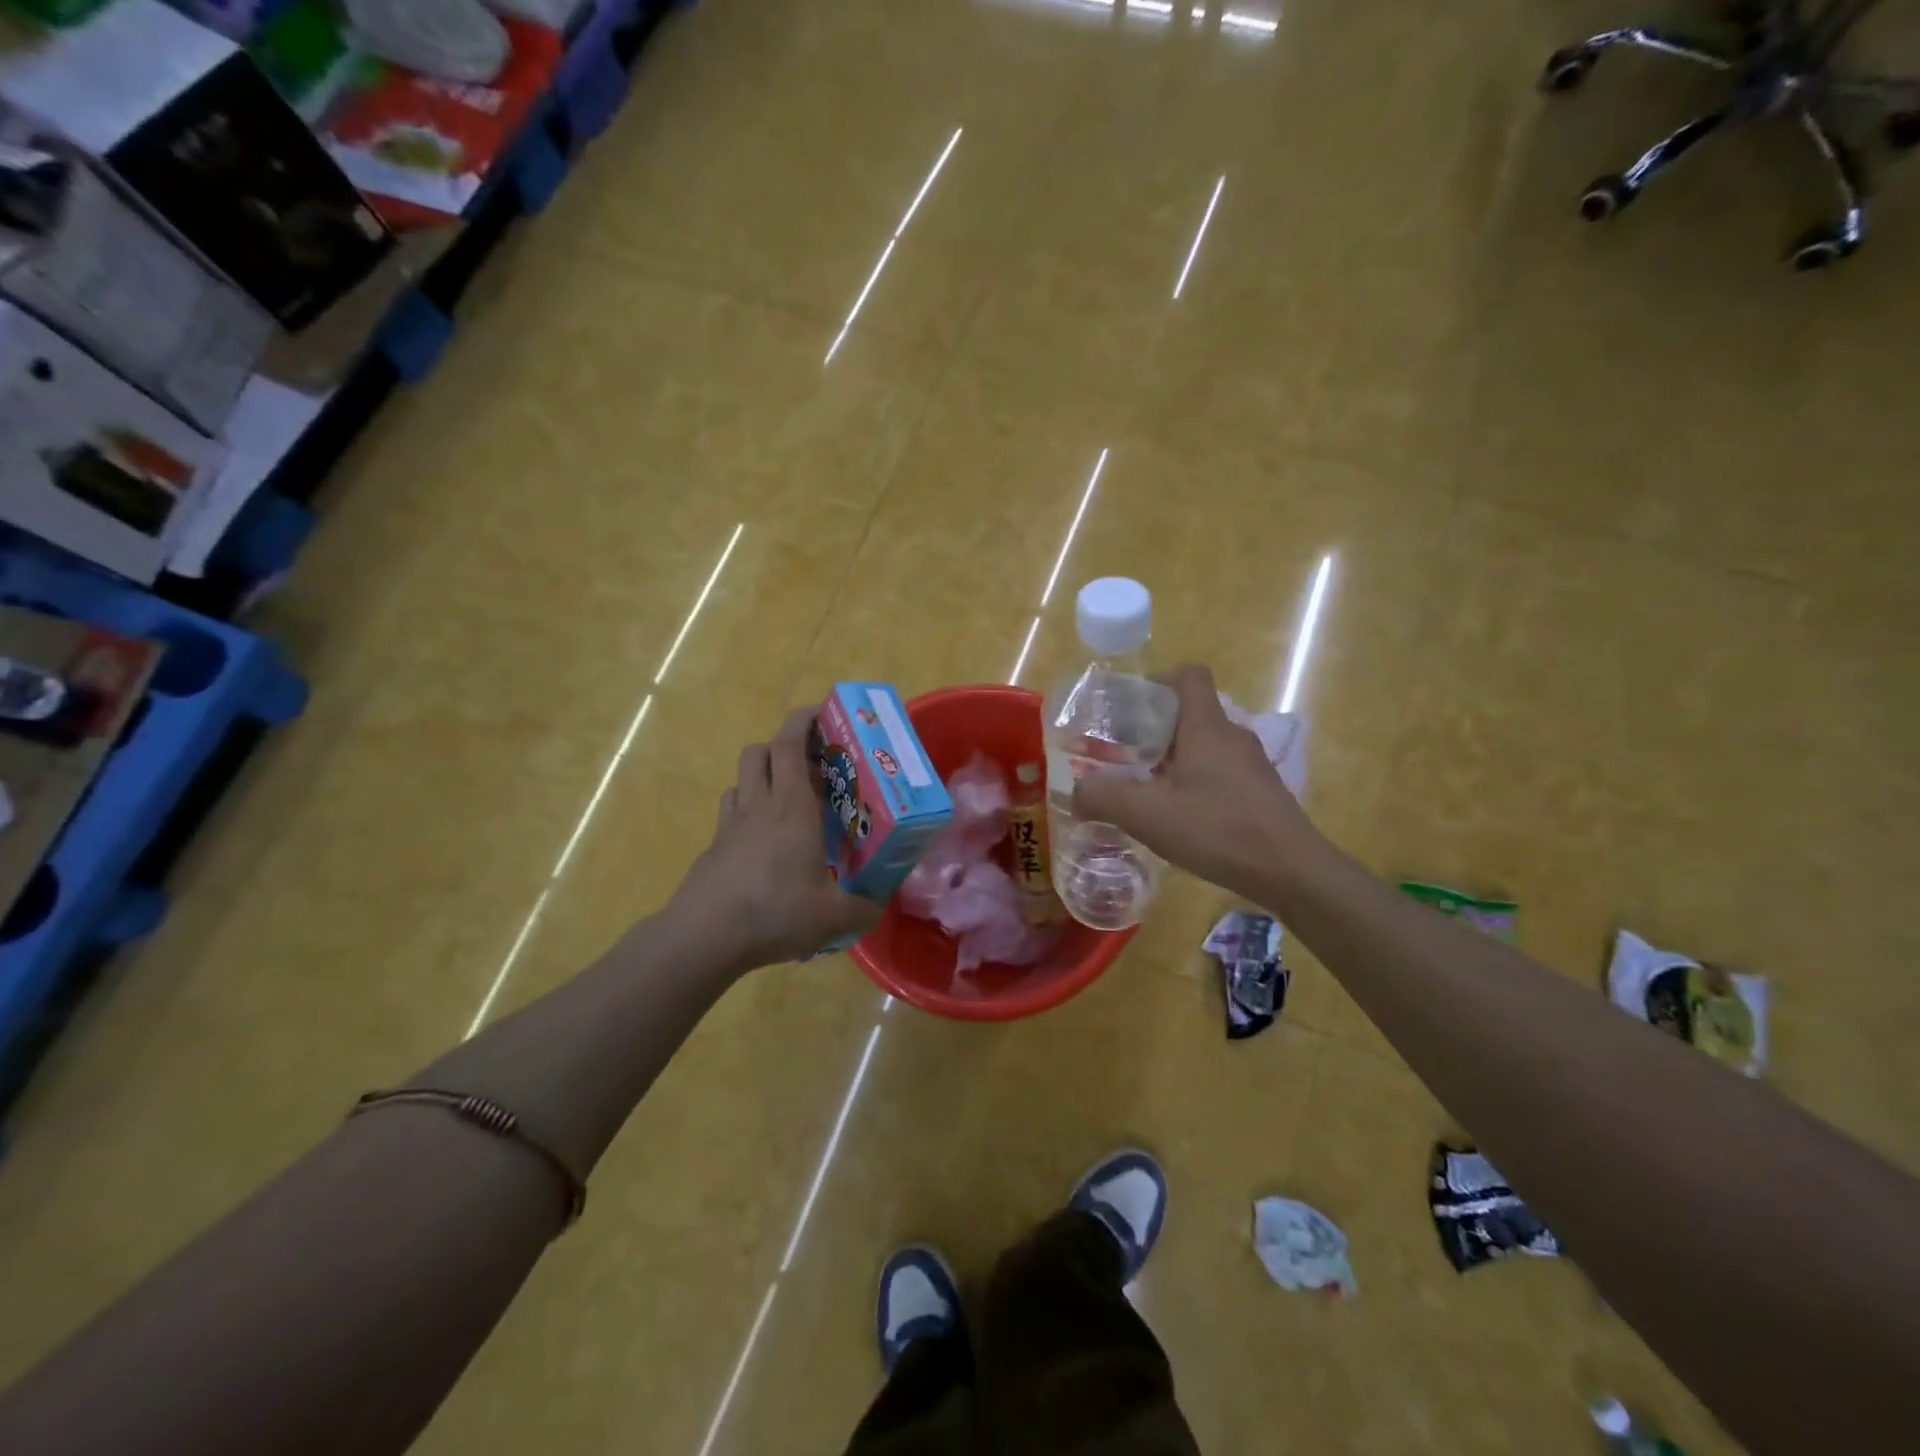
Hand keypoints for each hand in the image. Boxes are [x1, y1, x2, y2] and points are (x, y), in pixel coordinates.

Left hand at [668, 707, 881, 972]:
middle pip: (762, 750)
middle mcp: (760, 805)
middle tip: (815, 762)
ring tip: (791, 799)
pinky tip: (764, 839)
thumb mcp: (833, 917)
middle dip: (786, 745)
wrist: (704, 936)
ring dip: (765, 775)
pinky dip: (748, 810)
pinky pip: (731, 811)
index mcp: (793, 807)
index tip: (824, 711)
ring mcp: (731, 825)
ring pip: (743, 778)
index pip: (791, 744)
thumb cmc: (774, 913)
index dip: (804, 719)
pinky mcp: (714, 847)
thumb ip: (864, 908)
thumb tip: (881, 905)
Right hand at [1072, 664, 1321, 903]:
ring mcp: (1251, 765)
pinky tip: (1178, 817)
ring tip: (1144, 789)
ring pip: (1203, 746)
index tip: (1128, 708)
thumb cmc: (1217, 829)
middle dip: (1152, 729)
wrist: (1291, 871)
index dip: (1157, 681)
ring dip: (1171, 759)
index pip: (1188, 676)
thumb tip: (1074, 792)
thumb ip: (1101, 799)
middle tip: (1120, 756)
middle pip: (1190, 713)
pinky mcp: (1260, 792)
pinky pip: (1218, 772)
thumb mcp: (1146, 815)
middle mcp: (1232, 736)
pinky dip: (1193, 783)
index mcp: (1206, 727)